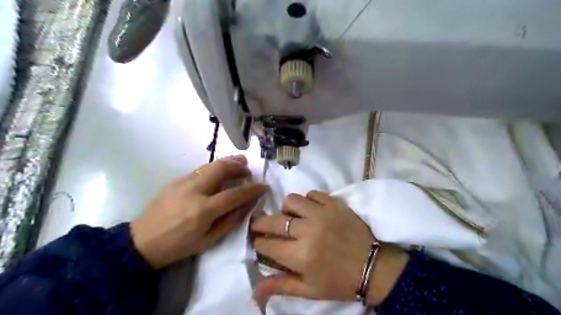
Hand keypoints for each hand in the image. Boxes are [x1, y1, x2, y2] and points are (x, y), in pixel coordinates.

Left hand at [133, 155, 268, 267]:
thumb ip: (230, 221)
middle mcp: (194, 191)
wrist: (140, 242)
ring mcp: (182, 183)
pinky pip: (200, 170)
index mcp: (203, 210)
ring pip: (210, 165)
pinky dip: (214, 168)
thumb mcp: (208, 241)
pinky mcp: (175, 180)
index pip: (235, 194)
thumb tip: (247, 205)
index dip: (252, 189)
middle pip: (221, 169)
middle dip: (239, 166)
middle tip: (248, 169)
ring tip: (239, 163)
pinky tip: (218, 173)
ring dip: (227, 162)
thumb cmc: (178, 246)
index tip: (264, 186)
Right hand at [252, 191, 410, 305]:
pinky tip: (311, 210)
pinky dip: (308, 200)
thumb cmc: (338, 281)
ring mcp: (322, 214)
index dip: (259, 242)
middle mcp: (308, 231)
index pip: (267, 244)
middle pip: (274, 220)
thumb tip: (254, 292)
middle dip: (261, 222)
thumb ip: (280, 286)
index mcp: (300, 256)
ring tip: (291, 217)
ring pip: (292, 200)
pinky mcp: (334, 204)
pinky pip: (313, 193)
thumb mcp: (308, 290)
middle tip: (260, 224)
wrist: (372, 267)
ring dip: (287, 209)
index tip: (259, 242)